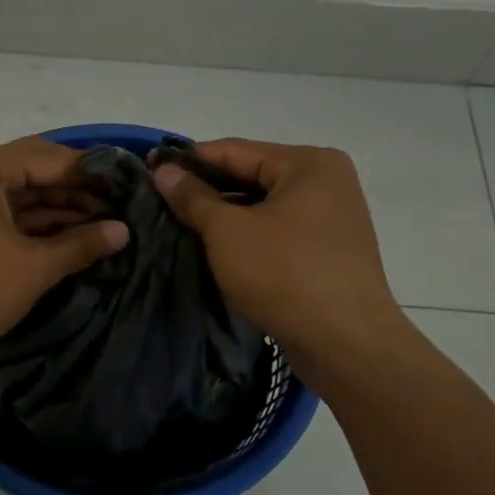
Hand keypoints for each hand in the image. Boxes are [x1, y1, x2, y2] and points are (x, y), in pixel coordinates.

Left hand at [0, 137, 128, 368]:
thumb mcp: (32, 268)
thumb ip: (80, 245)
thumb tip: (123, 231)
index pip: (50, 158)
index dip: (93, 173)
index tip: (129, 184)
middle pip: (33, 172)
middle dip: (76, 191)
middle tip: (120, 206)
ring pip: (17, 197)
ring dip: (56, 211)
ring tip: (102, 226)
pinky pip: (1, 216)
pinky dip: (31, 226)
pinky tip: (66, 239)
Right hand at [152, 139, 406, 381]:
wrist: (345, 343)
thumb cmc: (284, 274)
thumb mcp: (228, 232)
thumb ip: (193, 197)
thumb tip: (164, 170)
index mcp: (308, 164)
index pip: (234, 151)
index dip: (188, 160)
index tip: (149, 168)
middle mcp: (326, 183)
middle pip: (251, 177)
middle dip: (206, 190)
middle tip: (159, 200)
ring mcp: (331, 219)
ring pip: (263, 207)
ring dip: (224, 217)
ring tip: (179, 225)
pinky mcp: (328, 252)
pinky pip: (277, 232)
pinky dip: (246, 236)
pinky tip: (214, 249)